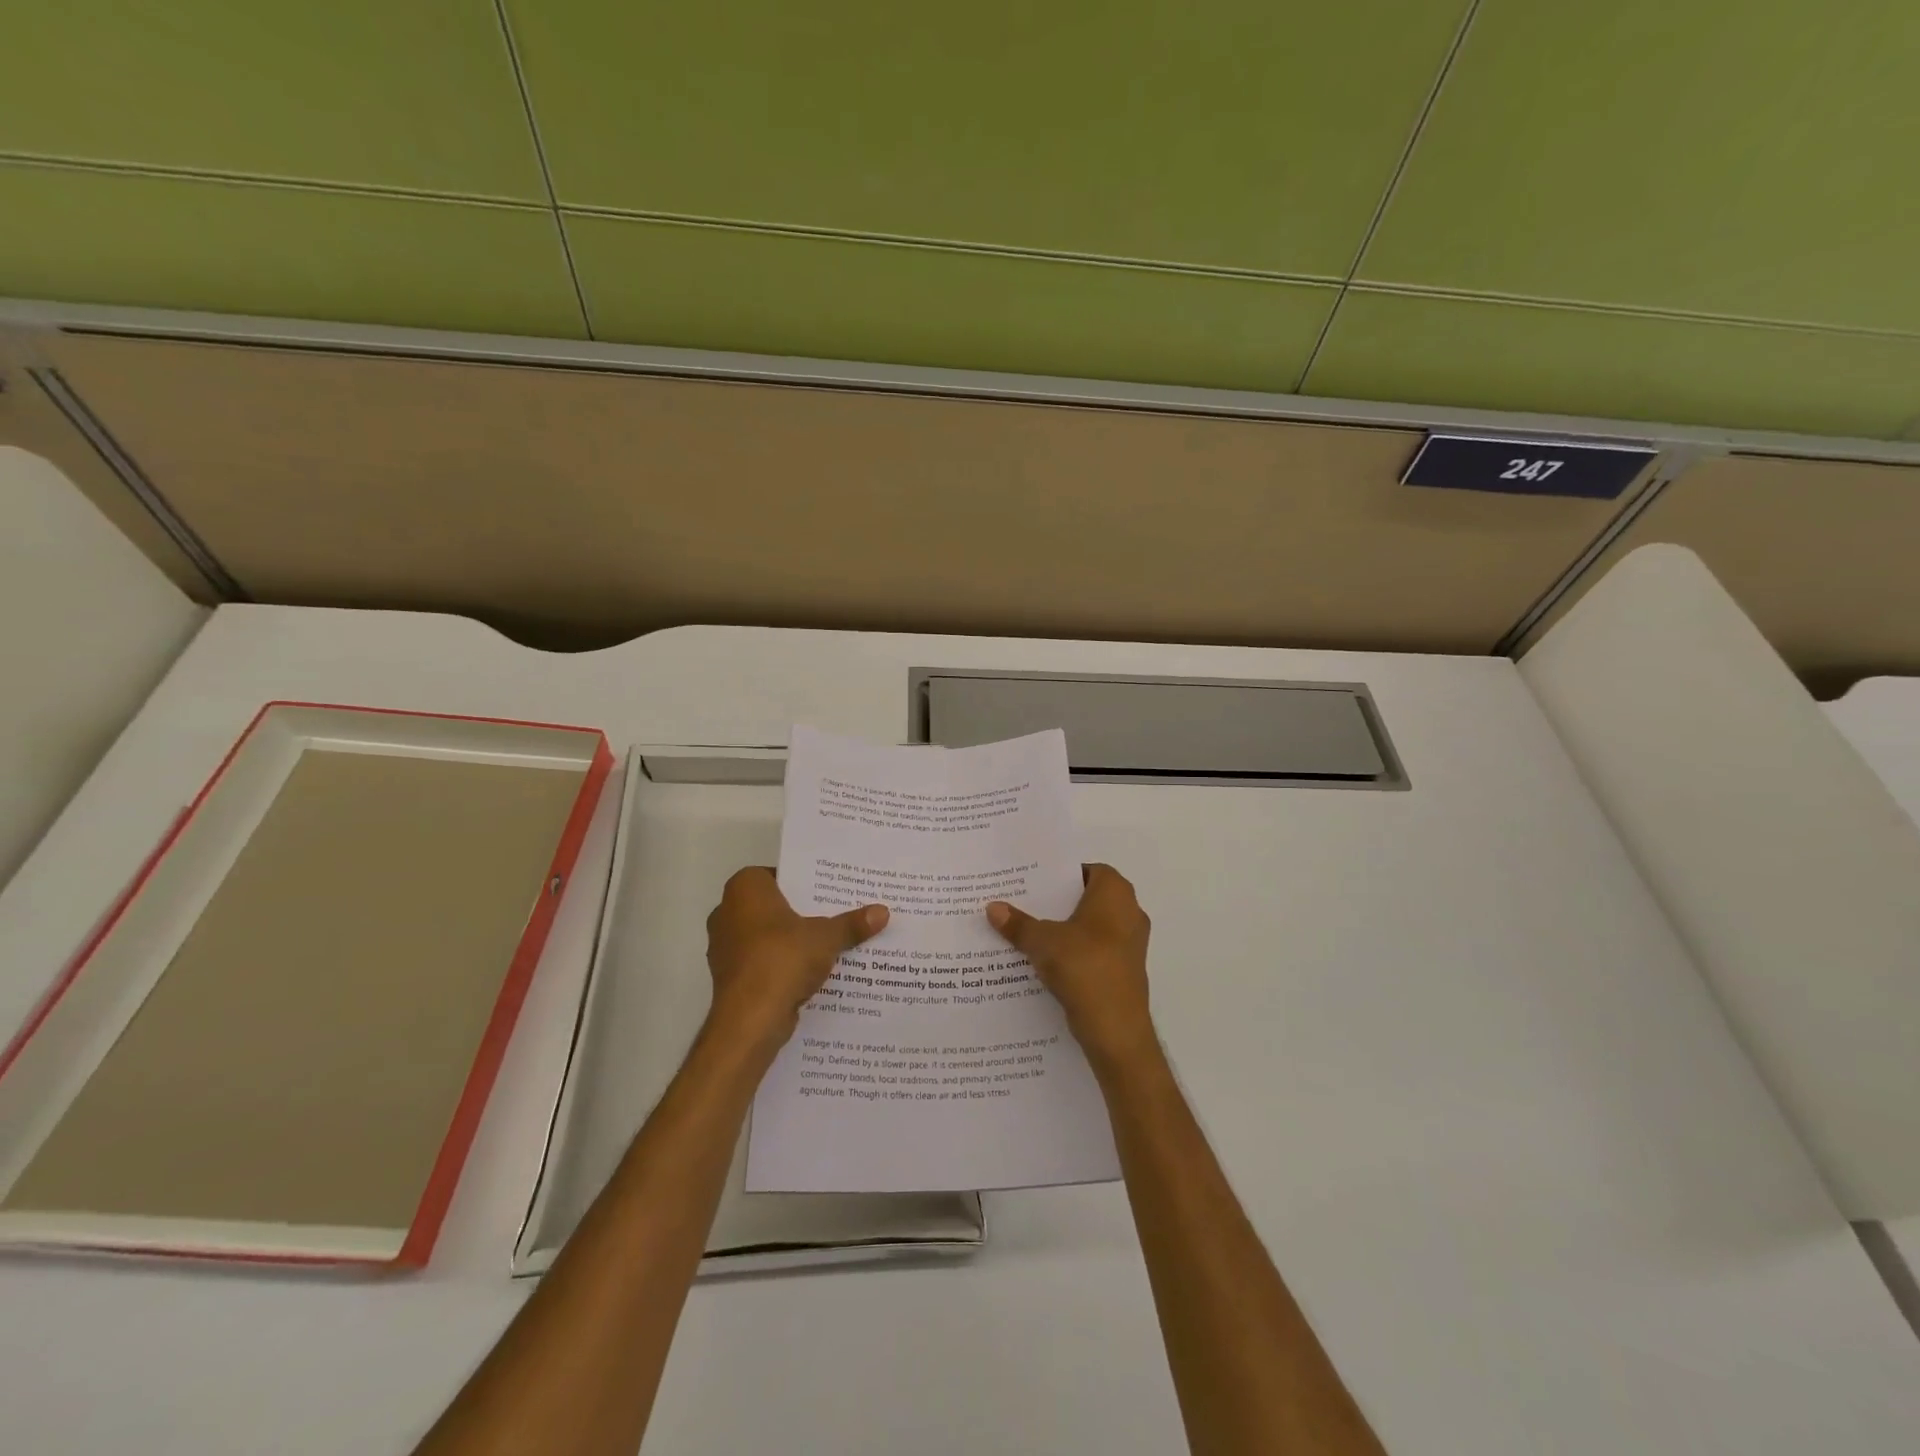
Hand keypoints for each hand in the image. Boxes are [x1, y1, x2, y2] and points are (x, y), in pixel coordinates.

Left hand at [704, 868, 887, 1052]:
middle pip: (772, 906)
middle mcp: (727, 912)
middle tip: (834, 914)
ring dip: (791, 941)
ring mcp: (724, 947)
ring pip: (766, 936)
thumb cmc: (783, 958)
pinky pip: (762, 961)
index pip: (776, 874)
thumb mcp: (826, 937)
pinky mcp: (729, 977)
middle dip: (800, 912)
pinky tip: (810, 972)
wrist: (750, 1018)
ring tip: (828, 943)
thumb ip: (852, 924)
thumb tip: (883, 911)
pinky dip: (781, 964)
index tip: (827, 891)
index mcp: (745, 889)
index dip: (802, 882)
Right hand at [987, 864, 1154, 1073]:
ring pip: (1091, 926)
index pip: (1087, 870)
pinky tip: (1045, 961)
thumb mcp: (1042, 942)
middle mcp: (1129, 912)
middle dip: (1057, 902)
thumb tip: (993, 907)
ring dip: (1065, 929)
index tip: (1033, 880)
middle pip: (1088, 898)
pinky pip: (1095, 950)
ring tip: (1028, 931)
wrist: (1116, 1029)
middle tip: (1023, 902)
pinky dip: (1074, 952)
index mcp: (1115, 893)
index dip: (1060, 874)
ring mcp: (1130, 944)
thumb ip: (1018, 923)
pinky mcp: (1125, 970)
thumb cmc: (1084, 967)